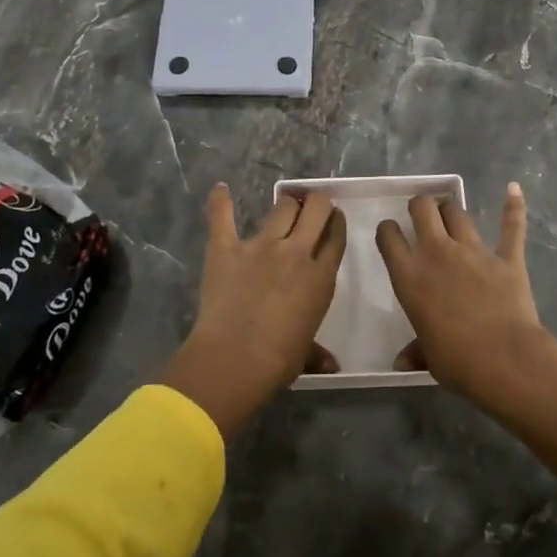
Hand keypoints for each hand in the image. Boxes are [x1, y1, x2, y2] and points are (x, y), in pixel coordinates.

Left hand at [157, 184, 346, 438]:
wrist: (236, 358)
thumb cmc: (278, 360)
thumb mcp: (305, 354)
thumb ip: (318, 353)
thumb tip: (331, 367)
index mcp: (321, 277)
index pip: (335, 237)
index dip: (336, 223)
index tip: (333, 219)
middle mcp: (296, 252)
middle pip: (315, 210)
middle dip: (317, 203)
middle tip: (312, 207)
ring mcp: (261, 246)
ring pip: (282, 207)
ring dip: (286, 204)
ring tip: (284, 205)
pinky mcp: (226, 247)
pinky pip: (223, 217)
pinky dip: (220, 202)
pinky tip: (220, 189)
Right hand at [375, 182, 556, 408]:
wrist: (505, 360)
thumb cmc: (457, 361)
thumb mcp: (428, 357)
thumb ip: (415, 351)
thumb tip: (400, 363)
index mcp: (410, 277)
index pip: (389, 238)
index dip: (388, 230)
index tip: (391, 232)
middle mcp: (437, 254)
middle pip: (423, 209)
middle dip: (420, 206)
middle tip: (421, 214)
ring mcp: (474, 252)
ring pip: (457, 213)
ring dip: (451, 209)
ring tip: (450, 211)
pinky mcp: (507, 258)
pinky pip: (511, 227)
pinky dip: (513, 206)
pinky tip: (513, 189)